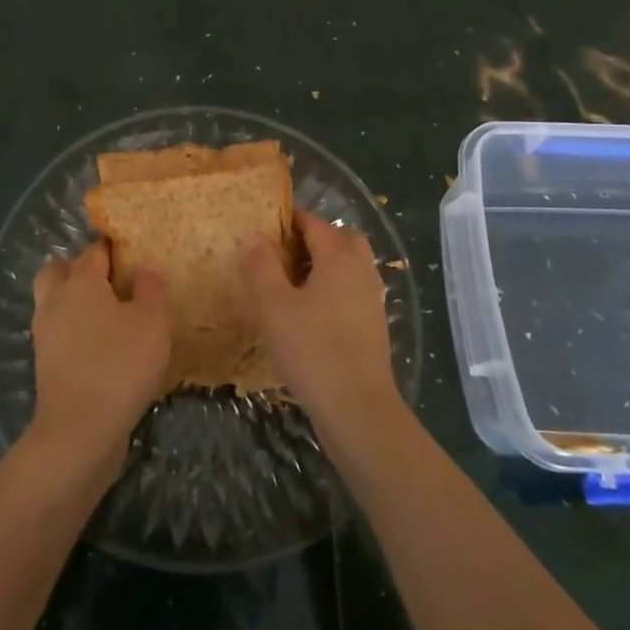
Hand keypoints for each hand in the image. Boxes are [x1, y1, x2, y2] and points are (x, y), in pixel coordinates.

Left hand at [28, 242, 169, 467]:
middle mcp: (55, 301)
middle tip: (109, 281)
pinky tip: (101, 347)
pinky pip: (59, 335)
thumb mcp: (152, 321)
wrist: (80, 430)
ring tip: (109, 316)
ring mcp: (45, 335)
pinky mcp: (45, 366)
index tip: (132, 254)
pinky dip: (74, 333)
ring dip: (73, 303)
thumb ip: (151, 289)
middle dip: (77, 269)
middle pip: (58, 270)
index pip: (94, 251)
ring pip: (54, 303)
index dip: (113, 249)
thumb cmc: (120, 364)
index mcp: (80, 282)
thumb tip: (144, 269)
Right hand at [245, 211, 402, 440]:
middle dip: (315, 237)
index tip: (265, 225)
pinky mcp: (374, 326)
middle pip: (341, 237)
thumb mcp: (273, 306)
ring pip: (351, 264)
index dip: (290, 219)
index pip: (315, 222)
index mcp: (339, 257)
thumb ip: (261, 266)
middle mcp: (361, 270)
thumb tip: (255, 236)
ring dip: (326, 264)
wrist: (358, 410)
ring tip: (292, 283)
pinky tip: (311, 313)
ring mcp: (372, 299)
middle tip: (283, 252)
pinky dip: (335, 288)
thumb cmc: (312, 350)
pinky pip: (353, 290)